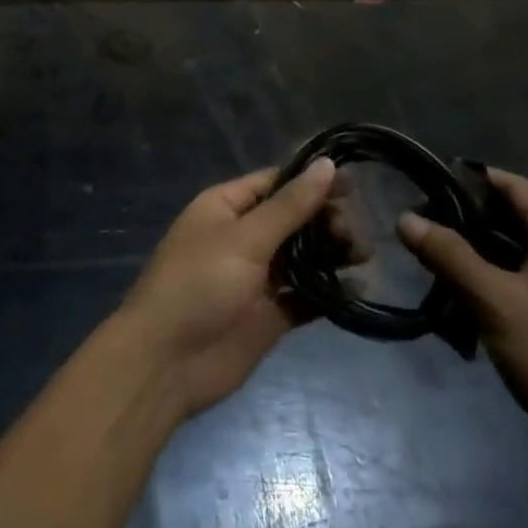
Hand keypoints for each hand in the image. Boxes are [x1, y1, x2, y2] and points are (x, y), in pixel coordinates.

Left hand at [116, 159, 337, 420]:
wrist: (165, 362)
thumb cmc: (199, 284)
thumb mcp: (245, 237)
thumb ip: (290, 205)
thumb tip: (326, 165)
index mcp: (226, 207)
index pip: (276, 182)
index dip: (312, 181)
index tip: (354, 185)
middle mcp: (243, 236)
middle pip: (294, 218)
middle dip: (326, 219)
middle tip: (355, 232)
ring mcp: (256, 277)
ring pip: (303, 256)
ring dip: (332, 252)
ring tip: (362, 254)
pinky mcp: (269, 315)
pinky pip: (305, 296)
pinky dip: (330, 292)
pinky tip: (359, 288)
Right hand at [397, 168, 527, 473]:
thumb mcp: (495, 302)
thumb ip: (448, 255)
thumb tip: (405, 217)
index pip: (512, 186)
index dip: (468, 180)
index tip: (424, 182)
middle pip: (513, 216)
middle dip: (466, 218)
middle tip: (418, 221)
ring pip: (515, 249)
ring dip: (475, 251)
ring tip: (428, 252)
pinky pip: (523, 277)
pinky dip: (492, 277)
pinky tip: (457, 289)